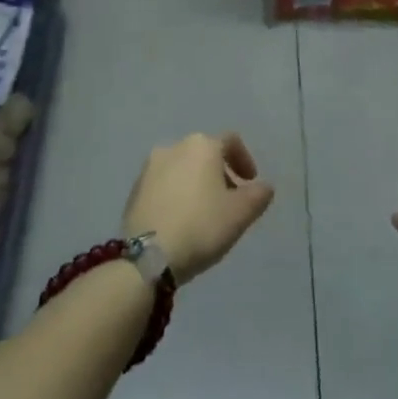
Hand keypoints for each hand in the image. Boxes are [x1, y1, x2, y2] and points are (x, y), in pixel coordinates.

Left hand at [123, 133, 273, 285]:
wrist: (147, 256)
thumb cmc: (201, 226)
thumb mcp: (241, 213)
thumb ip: (259, 195)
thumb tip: (263, 187)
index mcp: (202, 146)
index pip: (231, 142)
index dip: (245, 160)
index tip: (250, 183)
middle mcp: (173, 147)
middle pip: (205, 154)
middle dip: (220, 174)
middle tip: (230, 200)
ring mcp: (149, 169)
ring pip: (183, 169)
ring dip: (197, 184)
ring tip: (204, 213)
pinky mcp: (133, 191)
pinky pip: (164, 185)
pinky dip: (177, 195)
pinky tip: (181, 220)